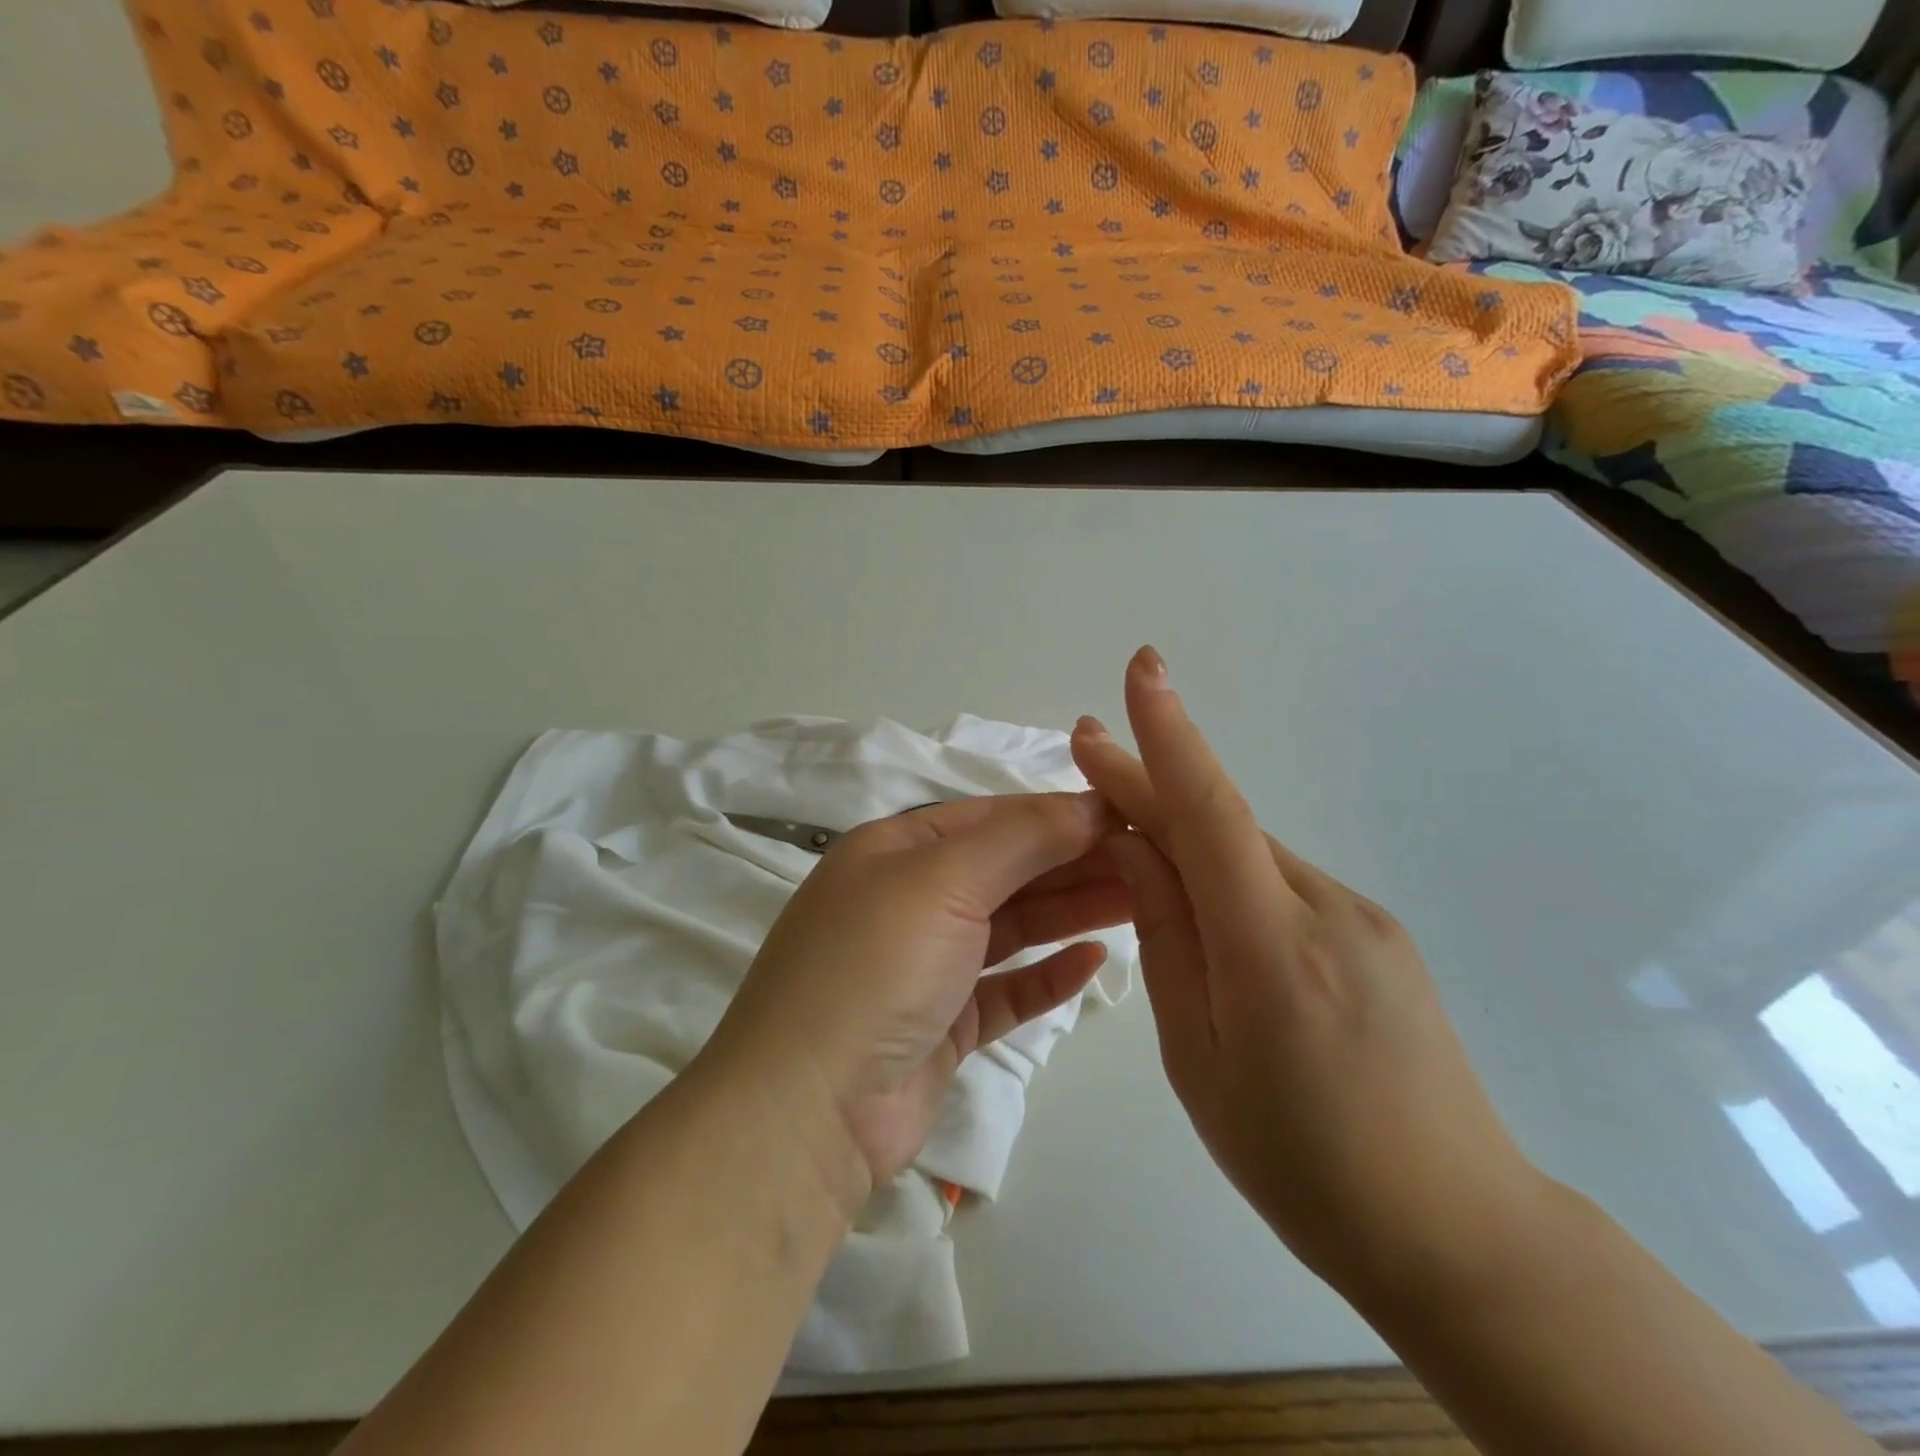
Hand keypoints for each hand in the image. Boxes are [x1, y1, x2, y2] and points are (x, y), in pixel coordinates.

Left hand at [704, 793, 1130, 1216]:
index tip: (1128, 815)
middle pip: (1007, 870)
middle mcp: (909, 899)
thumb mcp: (943, 881)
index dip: (1059, 813)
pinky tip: (1092, 960)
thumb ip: (1021, 838)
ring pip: (1011, 927)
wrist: (806, 1111)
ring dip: (1070, 911)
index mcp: (897, 850)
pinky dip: (1046, 973)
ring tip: (1143, 901)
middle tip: (1152, 861)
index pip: (993, 818)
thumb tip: (1088, 803)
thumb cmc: (874, 967)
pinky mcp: (941, 1023)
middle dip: (1075, 862)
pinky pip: (1004, 987)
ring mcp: (925, 965)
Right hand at [1072, 648, 1544, 1304]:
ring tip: (1133, 852)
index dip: (1168, 738)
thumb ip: (1167, 941)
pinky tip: (1210, 913)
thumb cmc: (1300, 1161)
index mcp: (1272, 947)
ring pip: (1251, 855)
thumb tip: (1136, 849)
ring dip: (1187, 840)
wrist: (1459, 1232)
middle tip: (1092, 754)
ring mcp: (1364, 918)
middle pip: (1222, 826)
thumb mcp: (1199, 1058)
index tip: (1140, 671)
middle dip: (1150, 786)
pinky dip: (1230, 876)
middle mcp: (1326, 909)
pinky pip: (1282, 885)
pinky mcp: (1380, 936)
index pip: (1209, 813)